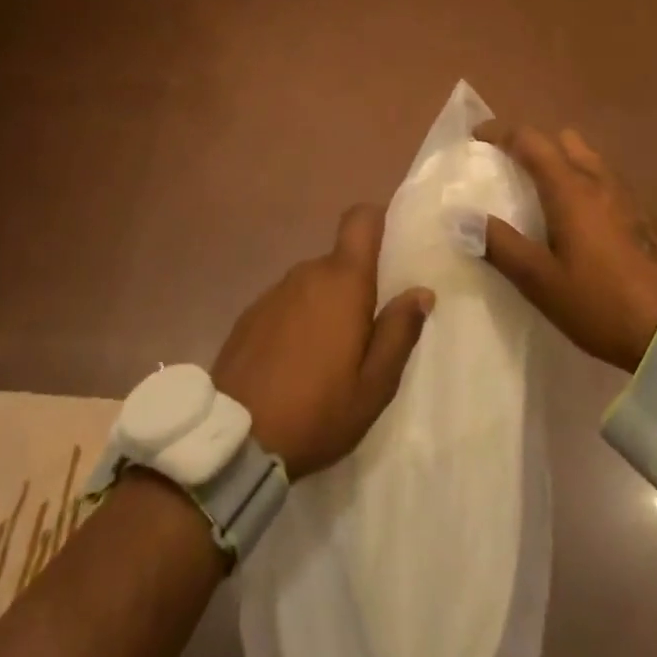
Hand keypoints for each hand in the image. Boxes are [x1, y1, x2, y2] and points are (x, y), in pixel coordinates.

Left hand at [212, 205, 435, 477]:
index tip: (394, 246)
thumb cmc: (318, 410)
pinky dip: (299, 320)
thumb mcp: (374, 385)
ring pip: (314, 284)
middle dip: (358, 285)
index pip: (360, 220)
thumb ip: (399, 332)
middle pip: (340, 260)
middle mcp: (307, 273)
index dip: (378, 221)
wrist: (236, 436)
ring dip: (327, 306)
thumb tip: (420, 292)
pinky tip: (297, 363)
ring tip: (332, 356)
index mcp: (342, 281)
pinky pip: (288, 303)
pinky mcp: (251, 313)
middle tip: (370, 330)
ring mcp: (274, 291)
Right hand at [474, 121, 656, 371]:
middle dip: (534, 143)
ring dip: (562, 161)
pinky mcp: (646, 216)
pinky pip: (607, 181)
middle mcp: (600, 180)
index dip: (499, 132)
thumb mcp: (541, 282)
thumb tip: (460, 215)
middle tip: (511, 166)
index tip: (476, 138)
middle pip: (562, 140)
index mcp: (570, 188)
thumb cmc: (604, 303)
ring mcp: (628, 196)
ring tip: (544, 192)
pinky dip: (585, 182)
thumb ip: (500, 245)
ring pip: (589, 158)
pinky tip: (582, 219)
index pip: (530, 140)